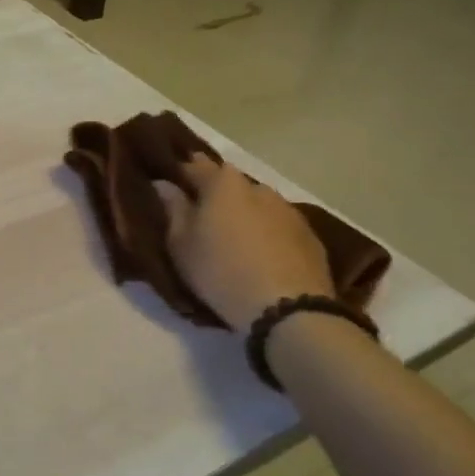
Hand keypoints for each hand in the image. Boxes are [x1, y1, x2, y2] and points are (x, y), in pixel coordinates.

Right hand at [153, 156, 332, 334]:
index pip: (195, 165)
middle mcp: (257, 187)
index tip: (169, 185)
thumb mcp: (181, 244)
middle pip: (229, 183)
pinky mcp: (310, 236)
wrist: (289, 310)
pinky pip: (278, 226)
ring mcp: (288, 210)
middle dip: (214, 194)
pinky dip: (266, 232)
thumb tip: (165, 184)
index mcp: (222, 183)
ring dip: (243, 213)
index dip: (180, 173)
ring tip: (232, 236)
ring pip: (256, 203)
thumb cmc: (221, 271)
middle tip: (200, 215)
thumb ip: (173, 209)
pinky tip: (260, 252)